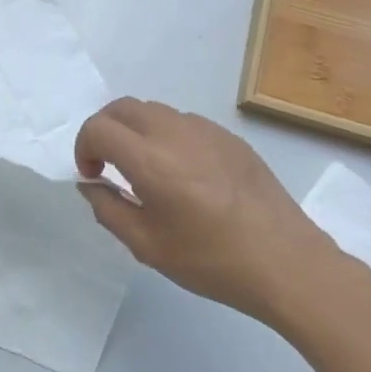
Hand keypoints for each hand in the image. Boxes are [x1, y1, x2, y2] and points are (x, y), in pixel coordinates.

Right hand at [74, 99, 351, 322]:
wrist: (287, 263)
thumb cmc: (211, 260)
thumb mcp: (146, 246)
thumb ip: (107, 209)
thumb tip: (91, 184)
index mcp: (151, 161)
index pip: (98, 128)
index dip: (83, 148)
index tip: (93, 176)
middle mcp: (176, 133)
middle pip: (122, 107)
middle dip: (104, 130)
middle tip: (108, 164)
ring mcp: (207, 131)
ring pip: (154, 110)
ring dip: (136, 131)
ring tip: (145, 169)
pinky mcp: (231, 138)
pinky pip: (185, 123)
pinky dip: (167, 136)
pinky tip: (182, 173)